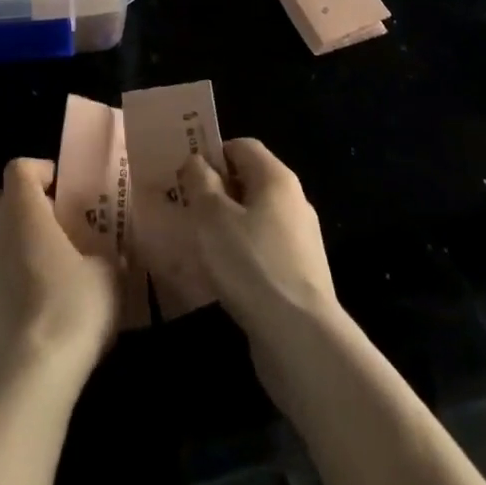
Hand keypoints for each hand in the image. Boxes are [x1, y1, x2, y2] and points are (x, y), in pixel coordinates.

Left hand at [0, 159, 120, 390]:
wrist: (23, 381)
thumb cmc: (69, 309)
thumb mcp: (105, 275)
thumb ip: (101, 254)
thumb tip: (103, 256)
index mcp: (20, 208)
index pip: (20, 168)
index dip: (40, 174)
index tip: (62, 192)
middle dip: (17, 213)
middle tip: (46, 236)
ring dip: (3, 254)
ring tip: (33, 280)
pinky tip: (16, 318)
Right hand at [179, 139, 342, 355]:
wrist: (300, 339)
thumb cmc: (251, 264)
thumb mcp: (212, 215)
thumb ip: (200, 181)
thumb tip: (197, 161)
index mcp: (277, 178)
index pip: (242, 146)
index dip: (212, 154)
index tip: (185, 175)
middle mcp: (294, 202)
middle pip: (249, 182)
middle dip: (216, 191)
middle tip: (185, 209)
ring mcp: (300, 241)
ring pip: (254, 219)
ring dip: (226, 226)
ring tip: (197, 244)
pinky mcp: (298, 276)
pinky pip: (262, 251)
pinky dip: (241, 255)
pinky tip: (221, 276)